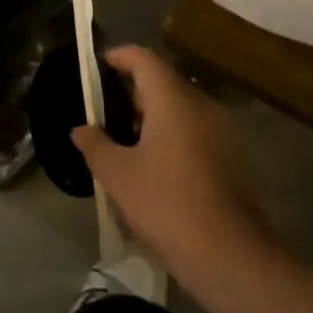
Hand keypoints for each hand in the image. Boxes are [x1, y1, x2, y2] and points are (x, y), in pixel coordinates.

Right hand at [72, 46, 267, 274]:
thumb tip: (81, 129)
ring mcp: (222, 131)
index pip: (143, 58)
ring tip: (122, 137)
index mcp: (173, 100)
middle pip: (162, 81)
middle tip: (102, 107)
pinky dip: (170, 133)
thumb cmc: (167, 205)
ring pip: (179, 107)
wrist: (230, 257)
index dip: (118, 56)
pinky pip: (194, 129)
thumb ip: (95, 145)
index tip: (96, 66)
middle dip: (130, 89)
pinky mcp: (231, 157)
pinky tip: (152, 163)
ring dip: (151, 114)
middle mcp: (201, 105)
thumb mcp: (118, 175)